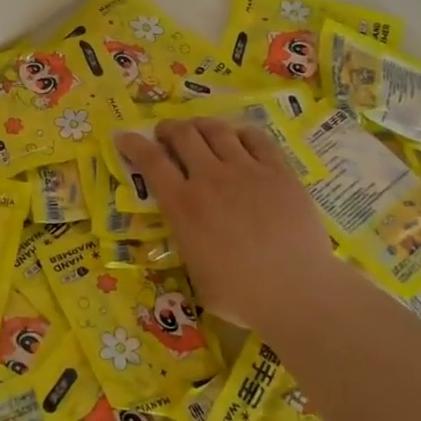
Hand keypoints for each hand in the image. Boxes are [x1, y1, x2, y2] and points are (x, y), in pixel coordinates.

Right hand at [114, 117, 334, 331]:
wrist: (297, 292)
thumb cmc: (240, 295)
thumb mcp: (193, 271)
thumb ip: (185, 240)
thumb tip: (186, 232)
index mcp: (183, 205)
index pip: (150, 160)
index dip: (133, 143)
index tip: (124, 137)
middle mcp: (210, 178)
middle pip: (183, 134)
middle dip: (169, 129)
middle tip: (166, 134)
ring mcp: (247, 171)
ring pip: (217, 130)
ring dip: (201, 125)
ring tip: (199, 130)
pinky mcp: (279, 171)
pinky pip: (256, 138)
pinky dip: (241, 133)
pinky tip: (239, 138)